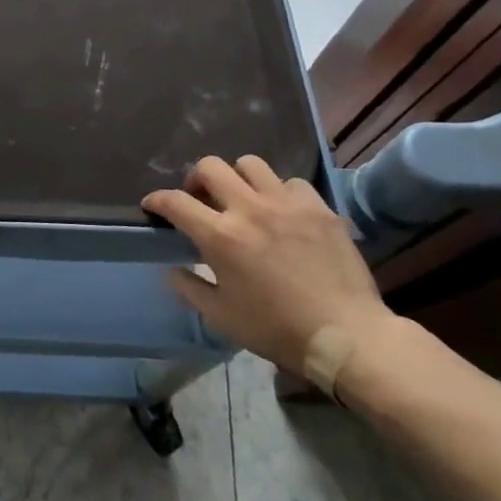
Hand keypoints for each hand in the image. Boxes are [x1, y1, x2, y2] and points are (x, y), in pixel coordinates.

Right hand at [145, 155, 395, 379]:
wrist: (347, 336)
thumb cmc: (277, 330)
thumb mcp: (222, 317)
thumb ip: (190, 287)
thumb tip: (171, 269)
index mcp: (220, 236)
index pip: (175, 202)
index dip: (157, 200)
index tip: (152, 205)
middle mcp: (249, 209)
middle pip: (210, 167)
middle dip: (196, 178)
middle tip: (201, 199)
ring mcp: (286, 204)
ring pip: (250, 164)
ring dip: (238, 177)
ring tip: (243, 197)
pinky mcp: (319, 208)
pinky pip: (291, 183)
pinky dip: (280, 192)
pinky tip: (283, 212)